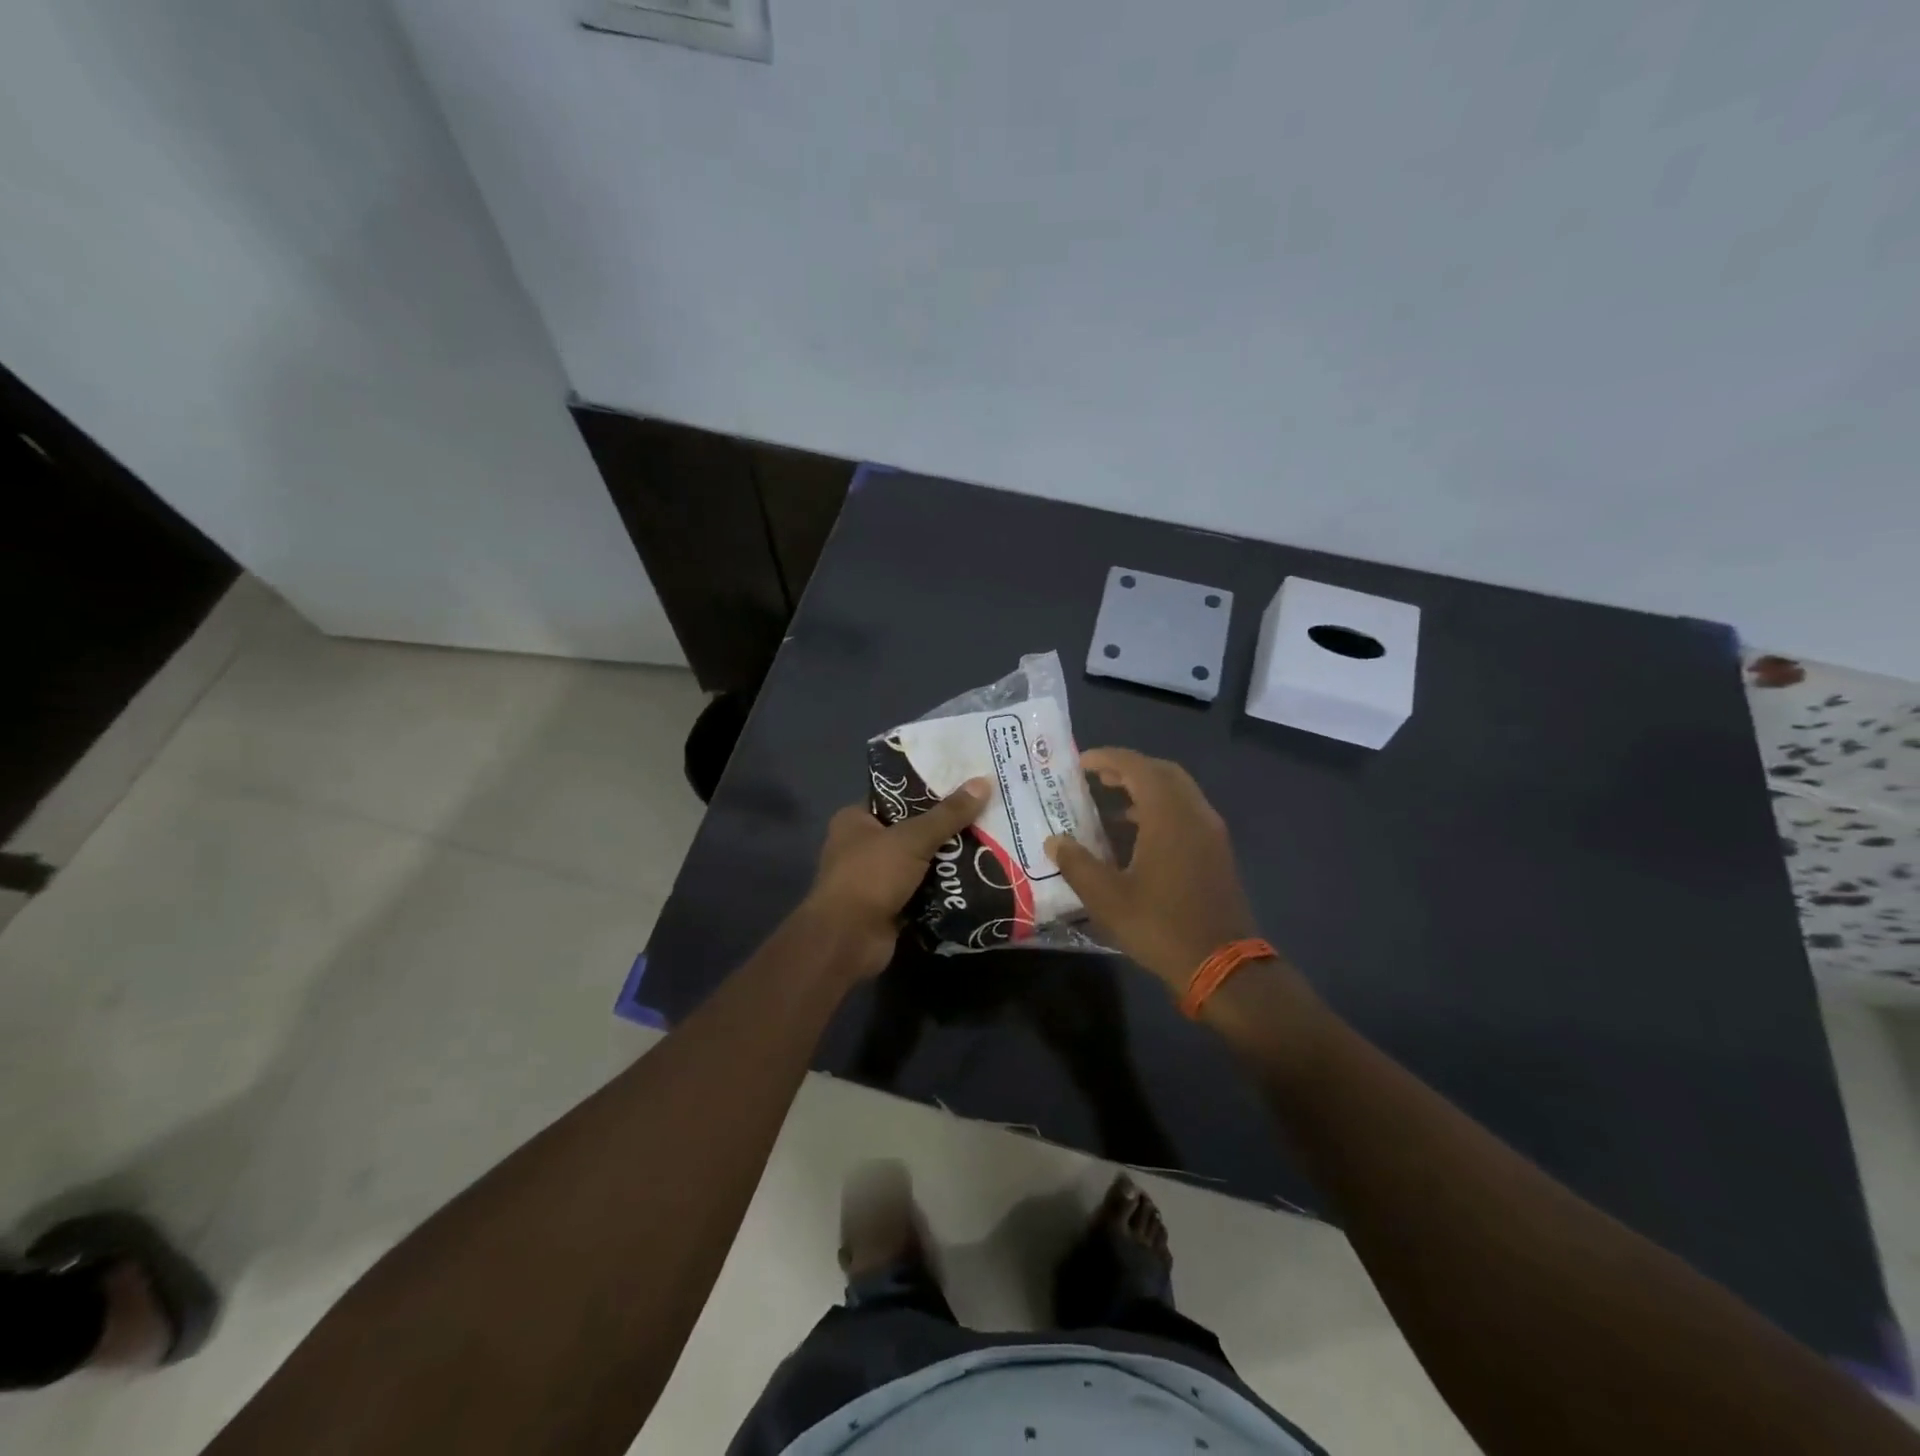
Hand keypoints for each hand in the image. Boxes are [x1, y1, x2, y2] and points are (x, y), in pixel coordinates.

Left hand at [803, 777, 992, 977]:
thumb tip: (984, 781)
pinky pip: (922, 889)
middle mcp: (862, 845)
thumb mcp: (912, 838)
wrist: (848, 941)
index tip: (964, 785)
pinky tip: (976, 877)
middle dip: (945, 827)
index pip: (896, 796)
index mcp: (855, 819)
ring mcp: (875, 878)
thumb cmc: (871, 876)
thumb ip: (948, 814)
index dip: (928, 790)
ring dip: (948, 858)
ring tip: (989, 842)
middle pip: (912, 829)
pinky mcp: (889, 905)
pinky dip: (943, 887)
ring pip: (920, 861)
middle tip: (984, 814)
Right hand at [1045, 748, 1262, 993]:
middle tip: (1096, 778)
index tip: (1080, 762)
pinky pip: (1186, 812)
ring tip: (1110, 804)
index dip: (1108, 758)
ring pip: (1177, 792)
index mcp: (1168, 815)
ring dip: (1145, 789)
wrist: (1221, 964)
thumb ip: (1077, 863)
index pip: (1137, 767)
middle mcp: (1194, 813)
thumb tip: (1055, 840)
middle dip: (1128, 768)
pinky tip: (1136, 835)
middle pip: (1162, 772)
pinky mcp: (1216, 852)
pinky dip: (1160, 809)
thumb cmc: (1160, 925)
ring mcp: (1210, 832)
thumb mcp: (1106, 897)